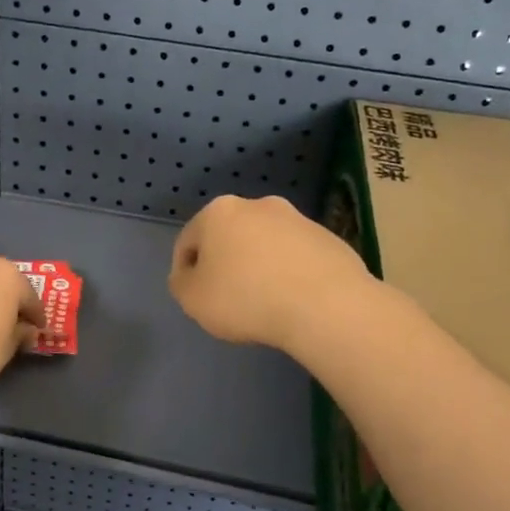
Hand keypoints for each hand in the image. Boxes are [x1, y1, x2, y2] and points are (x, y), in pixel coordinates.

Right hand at [168, 195, 372, 353]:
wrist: (325, 305)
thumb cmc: (245, 299)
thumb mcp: (192, 299)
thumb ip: (181, 283)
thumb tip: (190, 275)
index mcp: (219, 212)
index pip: (188, 241)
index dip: (185, 271)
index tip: (194, 298)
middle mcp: (258, 205)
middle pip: (229, 237)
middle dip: (225, 263)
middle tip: (227, 299)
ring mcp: (298, 219)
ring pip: (265, 245)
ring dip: (258, 266)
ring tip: (263, 303)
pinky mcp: (328, 238)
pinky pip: (296, 257)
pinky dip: (288, 273)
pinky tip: (292, 301)